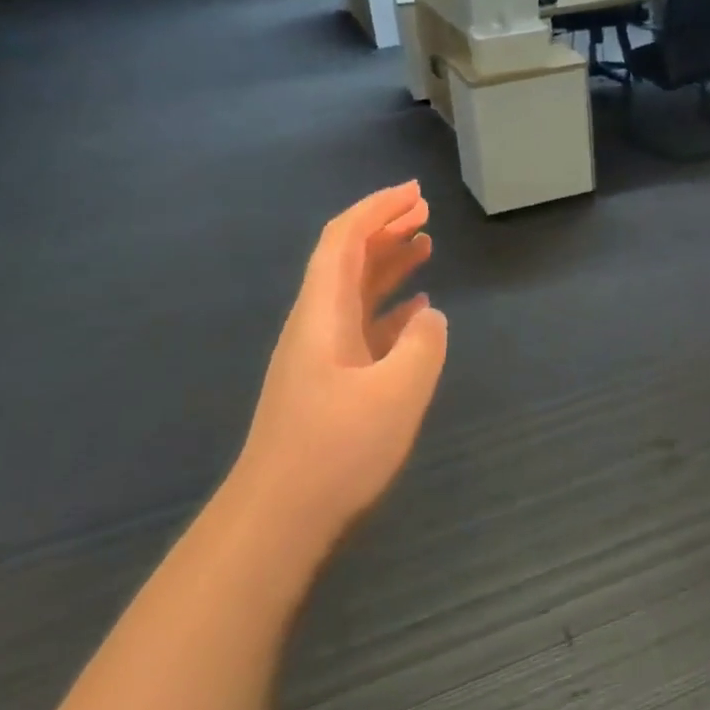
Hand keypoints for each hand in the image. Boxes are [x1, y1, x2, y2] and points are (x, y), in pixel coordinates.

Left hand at [231, 181, 447, 564]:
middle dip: (384, 228)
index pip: (343, 240)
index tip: (414, 192)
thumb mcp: (398, 393)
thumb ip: (423, 345)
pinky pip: (362, 327)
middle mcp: (316, 324)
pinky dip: (390, 309)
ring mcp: (320, 355)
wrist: (279, 517)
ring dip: (388, 265)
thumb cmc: (337, 450)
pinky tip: (417, 314)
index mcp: (323, 313)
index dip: (377, 209)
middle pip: (347, 259)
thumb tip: (430, 317)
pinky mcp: (329, 383)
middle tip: (424, 211)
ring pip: (355, 292)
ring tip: (425, 247)